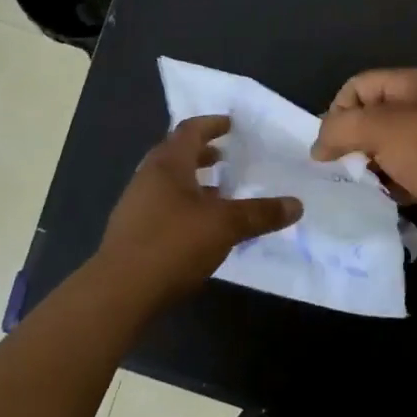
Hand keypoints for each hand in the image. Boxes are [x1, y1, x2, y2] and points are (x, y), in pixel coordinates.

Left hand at [94, 115, 301, 304]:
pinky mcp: (132, 232)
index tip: (230, 125)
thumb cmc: (173, 244)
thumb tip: (296, 205)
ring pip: (169, 182)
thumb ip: (260, 213)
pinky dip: (184, 205)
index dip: (211, 125)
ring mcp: (136, 205)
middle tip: (226, 156)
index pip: (189, 131)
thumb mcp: (225, 226)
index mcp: (168, 164)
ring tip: (219, 192)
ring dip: (193, 181)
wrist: (120, 292)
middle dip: (202, 153)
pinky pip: (163, 206)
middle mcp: (148, 177)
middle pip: (176, 154)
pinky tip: (200, 227)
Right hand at [311, 68, 416, 249]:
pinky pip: (404, 173)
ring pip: (386, 148)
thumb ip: (340, 129)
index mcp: (412, 84)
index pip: (357, 86)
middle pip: (371, 117)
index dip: (337, 111)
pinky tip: (385, 200)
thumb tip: (318, 147)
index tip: (329, 146)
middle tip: (342, 169)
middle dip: (351, 142)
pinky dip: (391, 185)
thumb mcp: (380, 129)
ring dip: (369, 167)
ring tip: (361, 187)